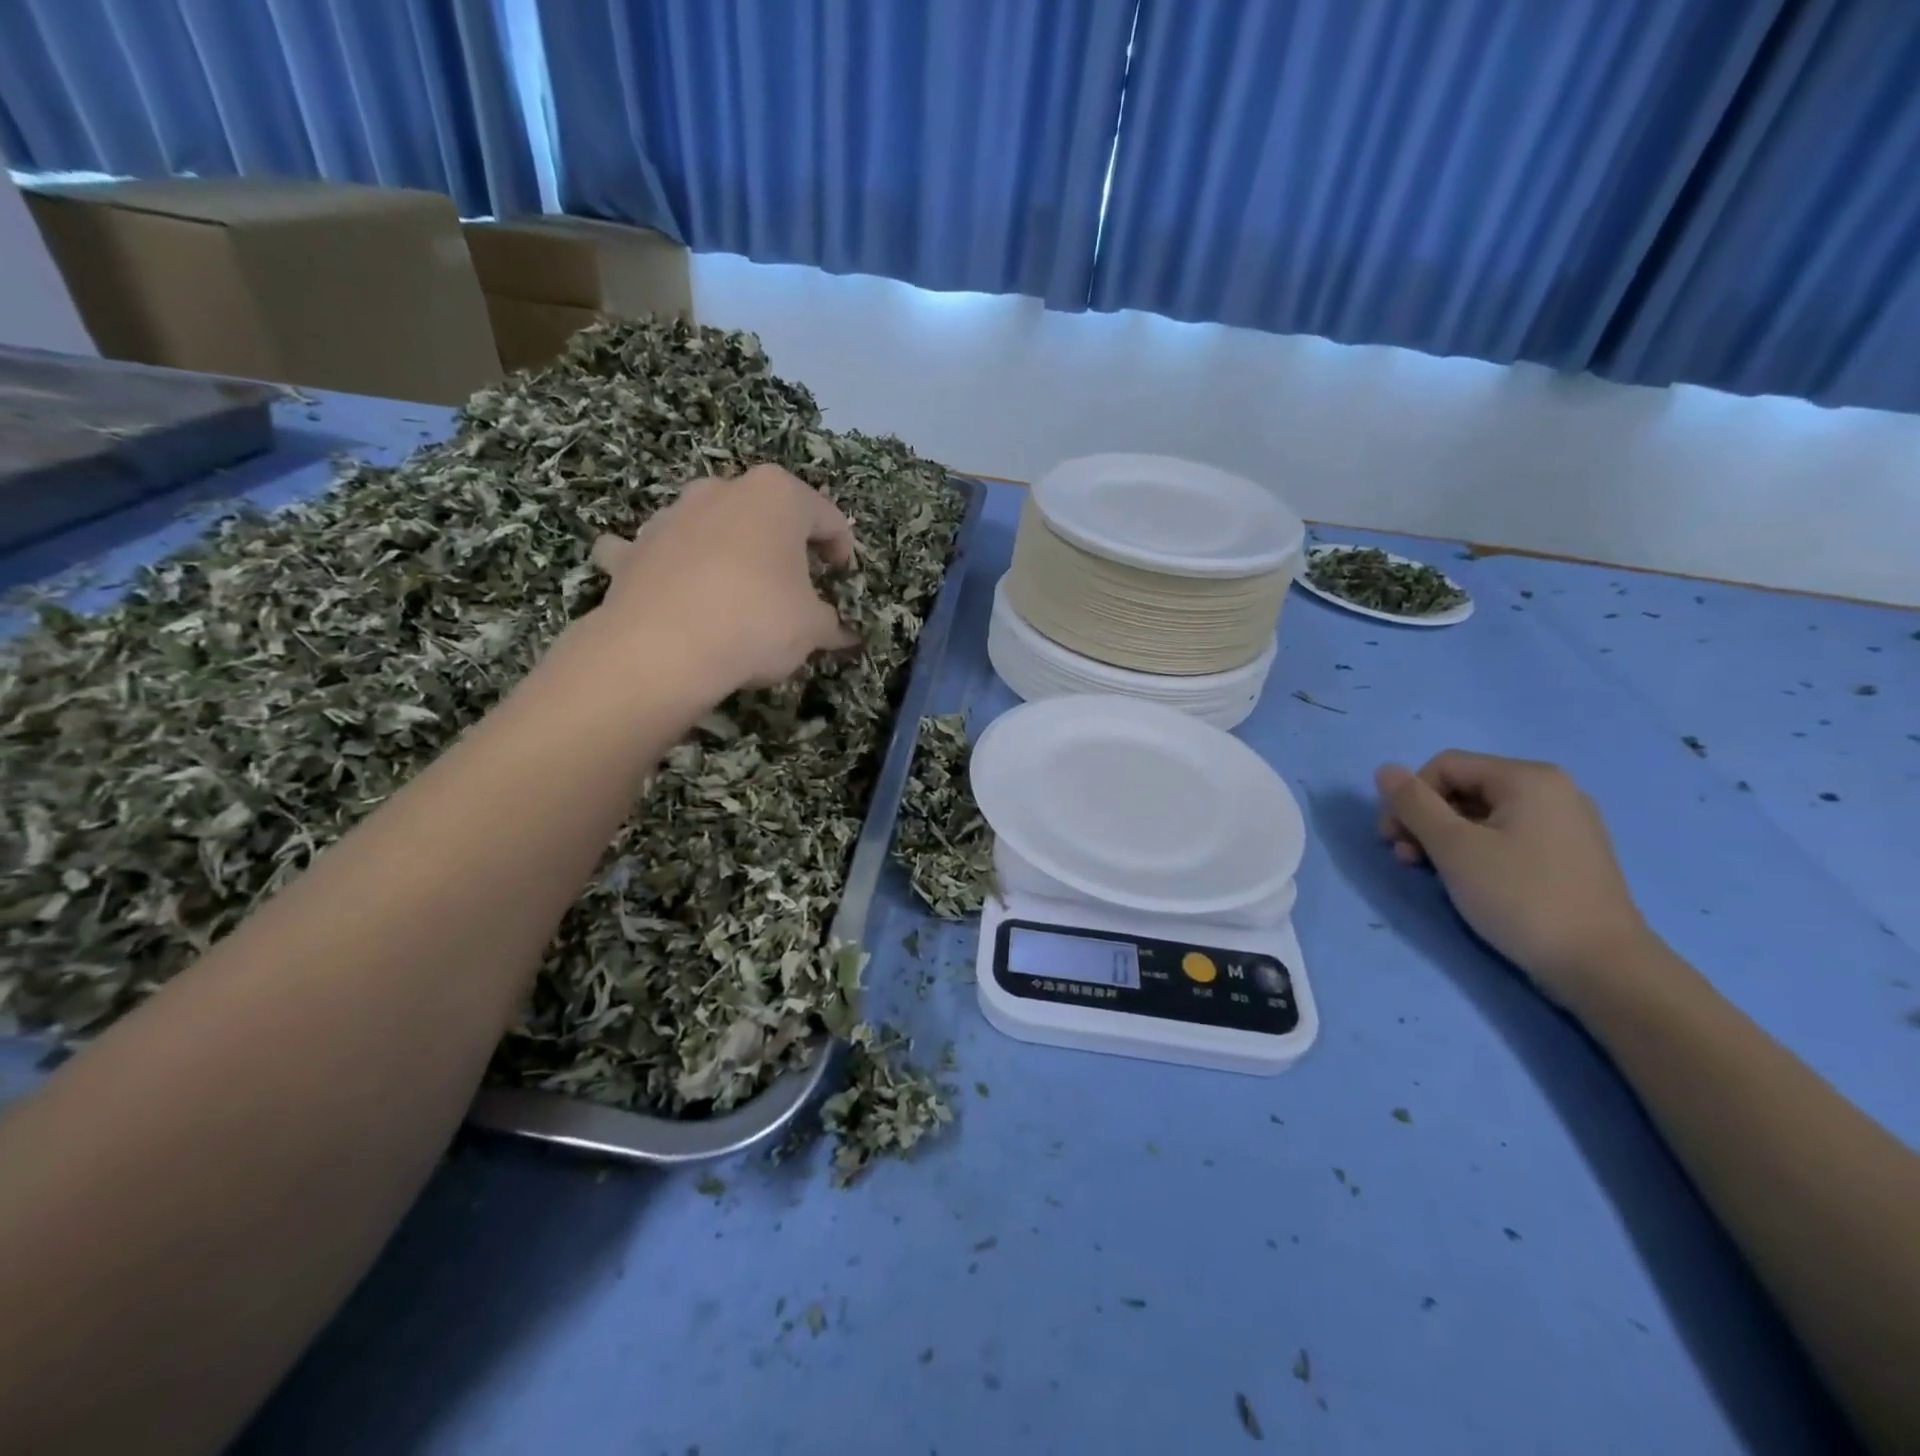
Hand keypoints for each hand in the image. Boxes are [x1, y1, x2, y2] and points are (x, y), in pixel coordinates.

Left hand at [585, 464, 859, 697]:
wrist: (661, 650)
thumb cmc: (756, 621)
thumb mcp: (812, 628)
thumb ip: (831, 623)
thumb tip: (843, 634)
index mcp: (776, 496)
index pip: (826, 516)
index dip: (841, 549)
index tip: (842, 579)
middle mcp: (721, 491)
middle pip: (764, 515)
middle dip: (781, 546)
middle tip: (794, 586)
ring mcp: (670, 516)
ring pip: (711, 528)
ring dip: (727, 553)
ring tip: (737, 597)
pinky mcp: (631, 550)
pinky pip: (659, 555)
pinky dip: (668, 570)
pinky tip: (674, 597)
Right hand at [1374, 751, 1653, 1001]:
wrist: (1601, 966)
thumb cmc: (1521, 897)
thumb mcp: (1454, 847)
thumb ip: (1414, 804)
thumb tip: (1385, 770)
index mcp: (1528, 778)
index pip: (1444, 766)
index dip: (1409, 798)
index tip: (1391, 839)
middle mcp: (1551, 790)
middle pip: (1463, 788)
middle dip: (1424, 819)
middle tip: (1405, 858)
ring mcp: (1564, 823)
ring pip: (1481, 815)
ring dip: (1443, 838)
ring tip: (1427, 871)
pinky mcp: (1567, 855)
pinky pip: (1506, 836)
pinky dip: (1475, 850)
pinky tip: (1465, 879)